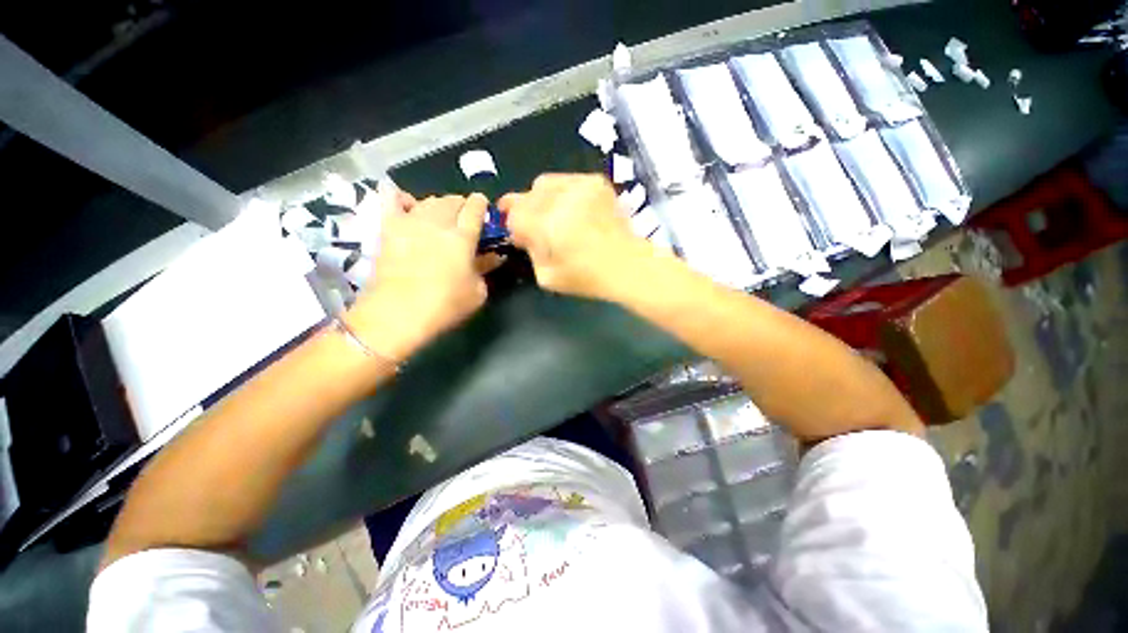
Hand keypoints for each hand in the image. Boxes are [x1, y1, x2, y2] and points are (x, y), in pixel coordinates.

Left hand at [345, 193, 488, 361]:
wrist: (398, 314)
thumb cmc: (445, 305)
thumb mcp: (477, 292)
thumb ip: (485, 269)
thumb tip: (494, 256)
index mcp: (463, 237)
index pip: (474, 208)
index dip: (480, 204)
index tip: (483, 206)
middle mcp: (438, 223)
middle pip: (452, 201)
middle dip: (461, 205)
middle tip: (464, 218)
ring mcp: (411, 222)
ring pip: (428, 200)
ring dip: (439, 205)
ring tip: (441, 216)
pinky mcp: (388, 228)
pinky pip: (394, 200)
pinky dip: (404, 199)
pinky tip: (410, 206)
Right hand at [500, 174, 649, 299]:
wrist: (627, 265)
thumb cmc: (586, 277)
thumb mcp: (547, 276)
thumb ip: (529, 251)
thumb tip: (523, 234)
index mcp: (548, 225)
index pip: (514, 214)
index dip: (513, 225)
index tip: (519, 235)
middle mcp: (561, 199)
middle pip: (527, 196)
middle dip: (526, 211)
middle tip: (536, 227)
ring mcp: (580, 186)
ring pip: (544, 183)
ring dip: (542, 199)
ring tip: (555, 216)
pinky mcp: (596, 182)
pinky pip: (566, 180)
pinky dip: (562, 193)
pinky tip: (573, 210)